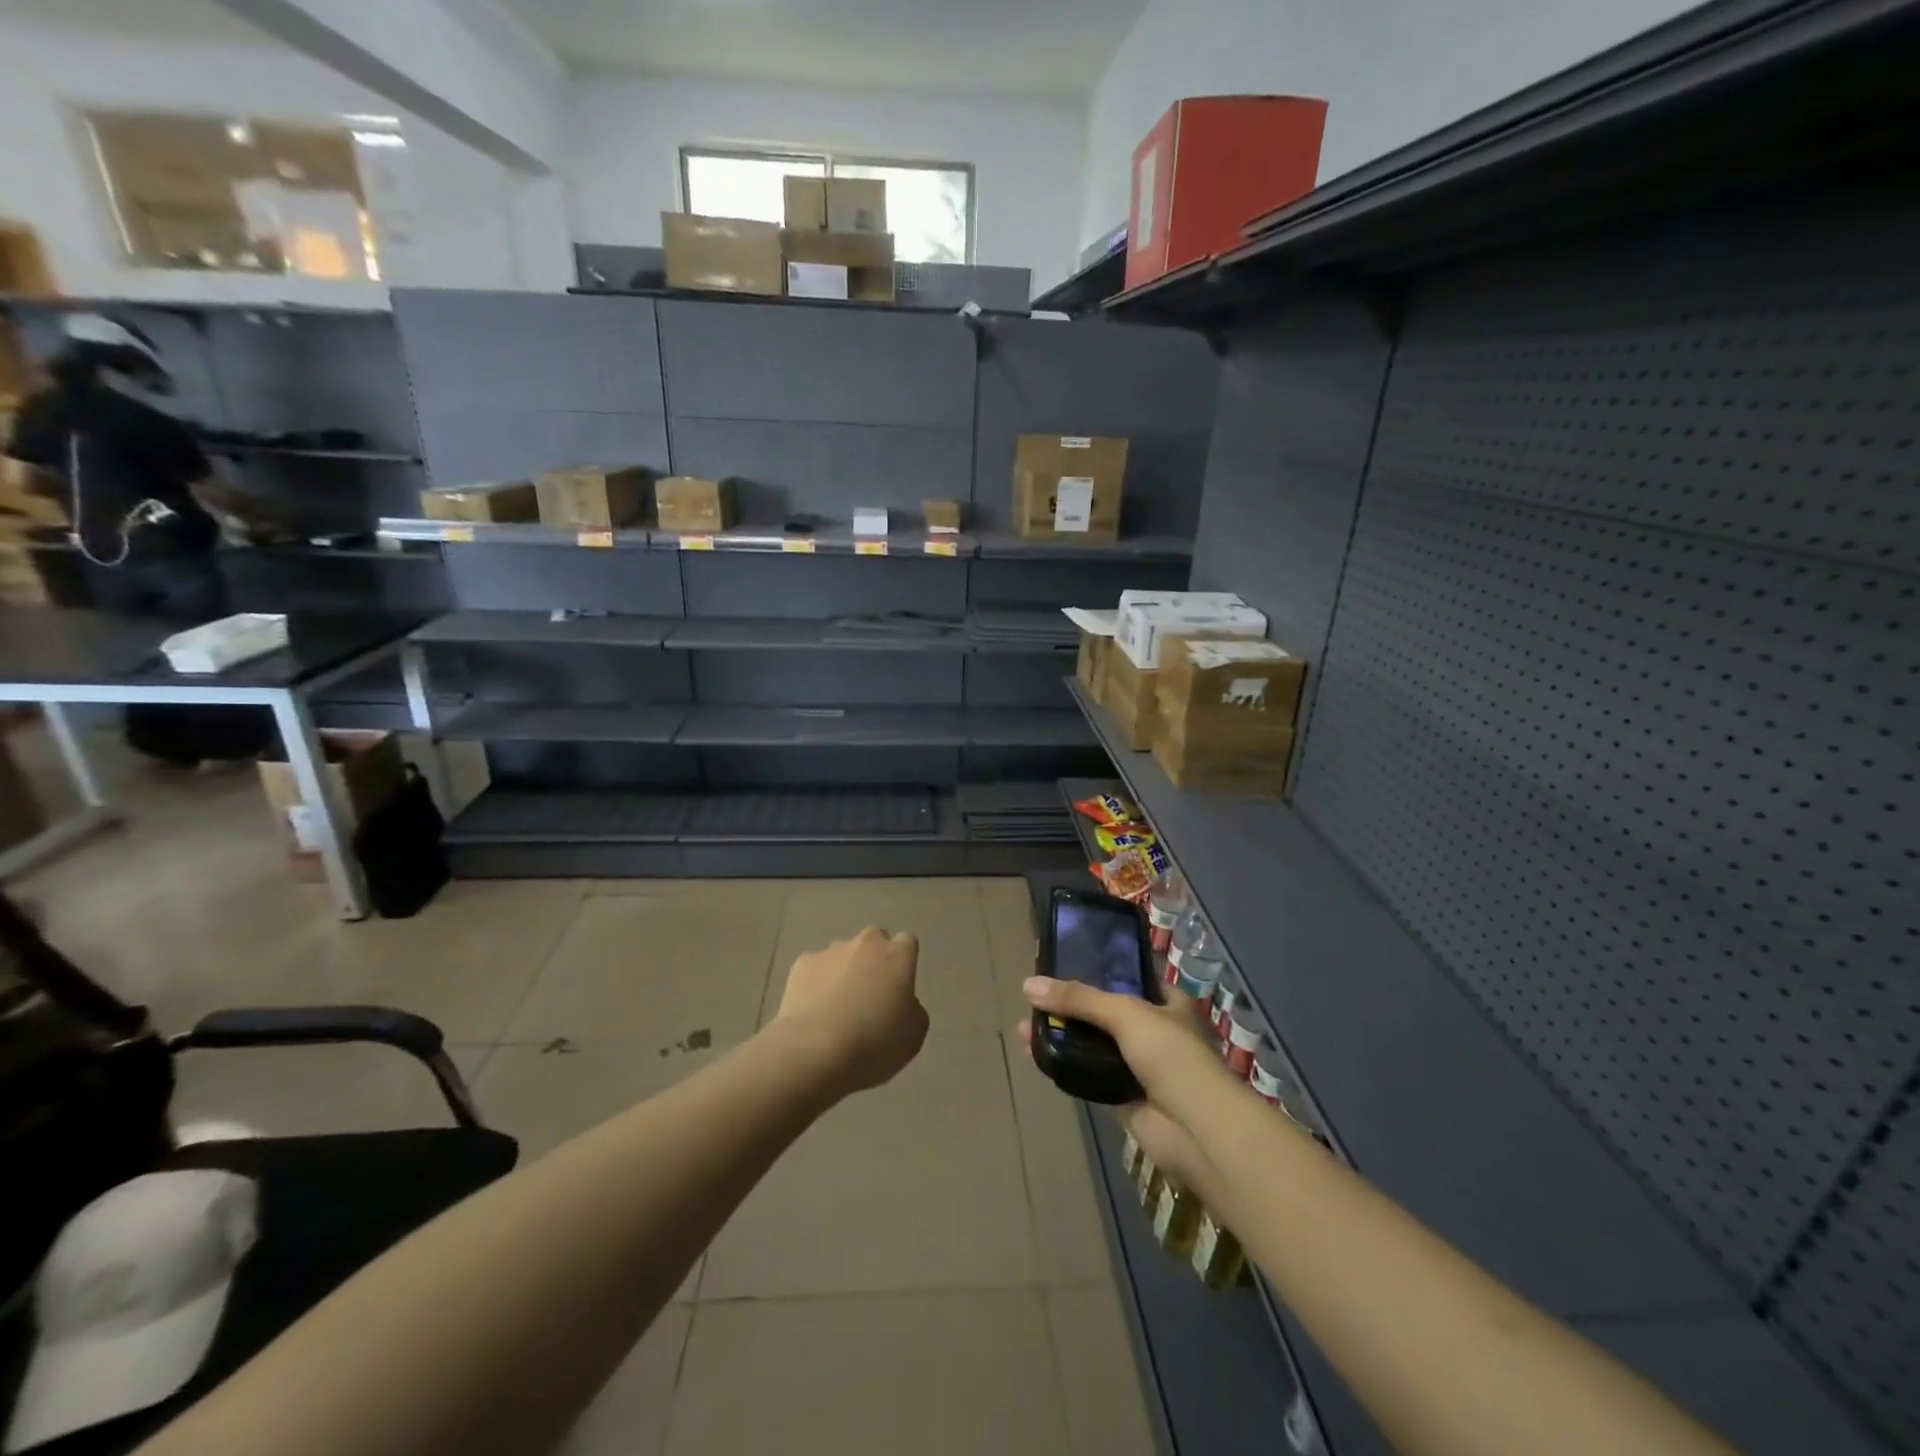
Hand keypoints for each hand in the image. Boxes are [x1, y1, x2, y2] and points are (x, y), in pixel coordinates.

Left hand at [777, 927, 928, 1094]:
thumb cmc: (874, 1043)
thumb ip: (912, 1008)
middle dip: (873, 961)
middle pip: (873, 942)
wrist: (815, 1051)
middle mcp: (866, 943)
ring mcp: (831, 951)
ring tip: (836, 1009)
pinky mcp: (802, 964)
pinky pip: (815, 970)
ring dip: (844, 972)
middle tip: (869, 995)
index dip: (903, 963)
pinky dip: (816, 984)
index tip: (898, 987)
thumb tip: (900, 1002)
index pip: (907, 943)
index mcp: (898, 955)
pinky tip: (813, 1012)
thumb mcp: (913, 1034)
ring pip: (842, 955)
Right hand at [1018, 977, 1240, 1185]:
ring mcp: (1140, 1067)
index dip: (1100, 972)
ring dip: (1063, 1037)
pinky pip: (1089, 1076)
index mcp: (1168, 1004)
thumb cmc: (1171, 1055)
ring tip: (1024, 1029)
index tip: (1064, 968)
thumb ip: (1078, 999)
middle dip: (1070, 1008)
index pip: (1131, 979)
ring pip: (1094, 1045)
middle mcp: (1156, 1032)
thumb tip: (1028, 985)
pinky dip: (1066, 1067)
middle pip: (1105, 1014)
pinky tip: (1037, 1057)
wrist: (1195, 1129)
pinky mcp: (1124, 1098)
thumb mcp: (1125, 1013)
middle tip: (1034, 1001)